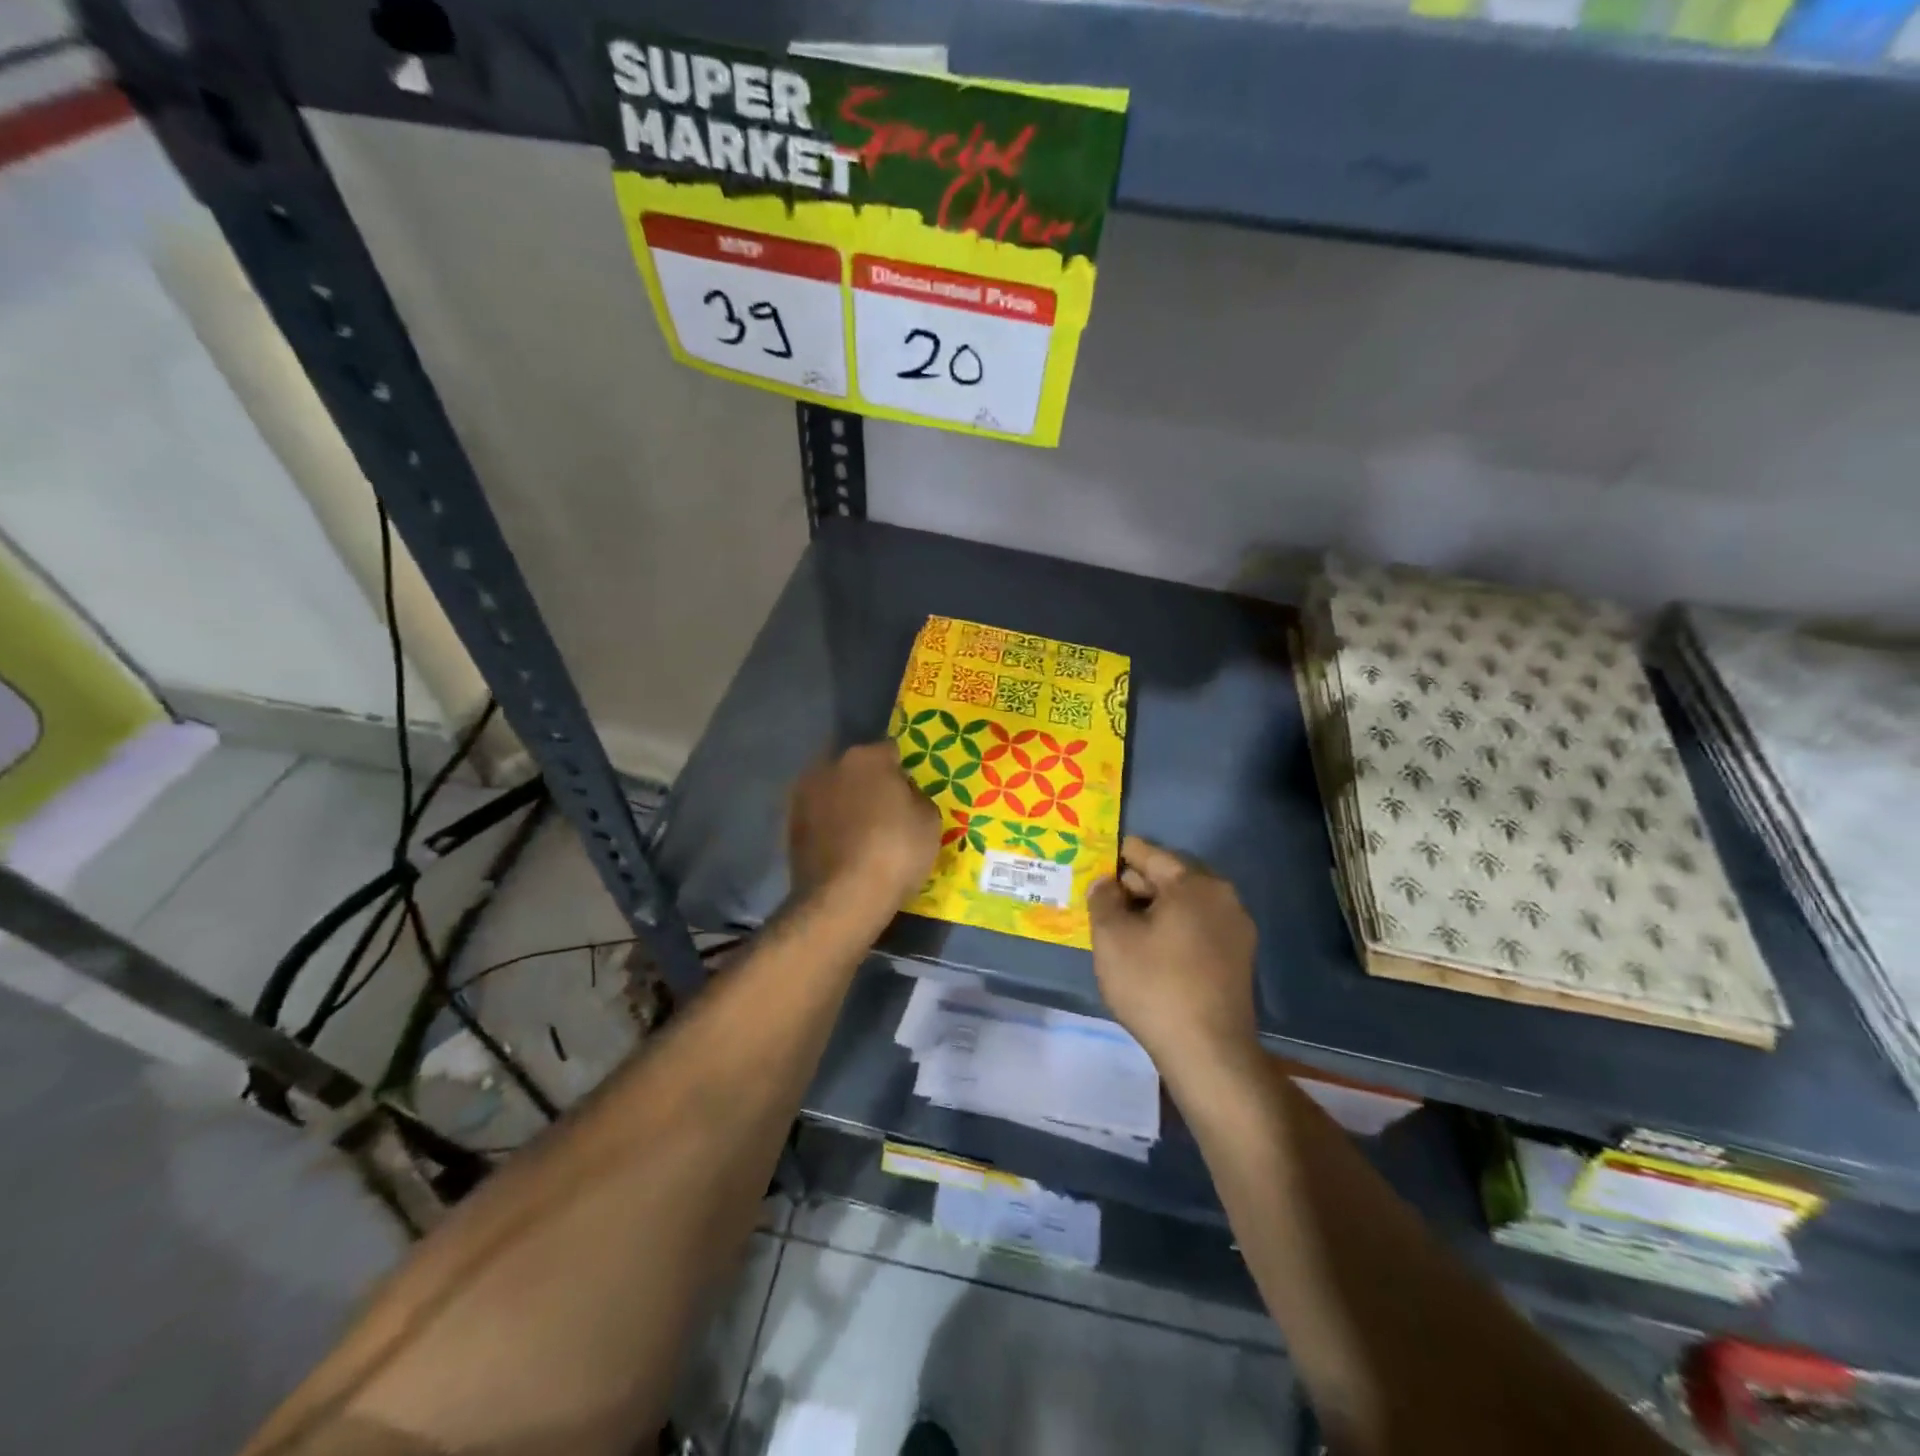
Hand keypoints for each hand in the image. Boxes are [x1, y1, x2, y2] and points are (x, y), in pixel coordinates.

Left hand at [788, 742, 939, 920]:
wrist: (841, 899)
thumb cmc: (895, 852)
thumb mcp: (929, 821)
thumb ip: (917, 796)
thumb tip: (904, 795)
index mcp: (867, 756)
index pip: (892, 750)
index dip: (904, 770)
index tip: (911, 792)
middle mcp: (831, 764)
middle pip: (859, 767)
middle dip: (872, 783)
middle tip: (888, 811)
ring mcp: (805, 793)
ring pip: (835, 790)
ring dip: (847, 802)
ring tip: (863, 832)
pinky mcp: (790, 823)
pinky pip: (820, 815)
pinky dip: (830, 825)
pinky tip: (843, 847)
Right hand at [1089, 836, 1258, 1072]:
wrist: (1208, 1053)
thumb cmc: (1154, 985)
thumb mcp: (1112, 938)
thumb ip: (1103, 899)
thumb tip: (1106, 883)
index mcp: (1194, 884)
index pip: (1150, 855)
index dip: (1119, 856)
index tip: (1096, 860)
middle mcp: (1223, 897)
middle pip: (1170, 878)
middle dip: (1136, 886)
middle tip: (1103, 898)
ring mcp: (1236, 929)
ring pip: (1184, 906)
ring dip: (1153, 910)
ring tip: (1121, 926)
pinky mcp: (1238, 959)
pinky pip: (1198, 929)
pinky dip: (1172, 930)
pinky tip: (1149, 950)